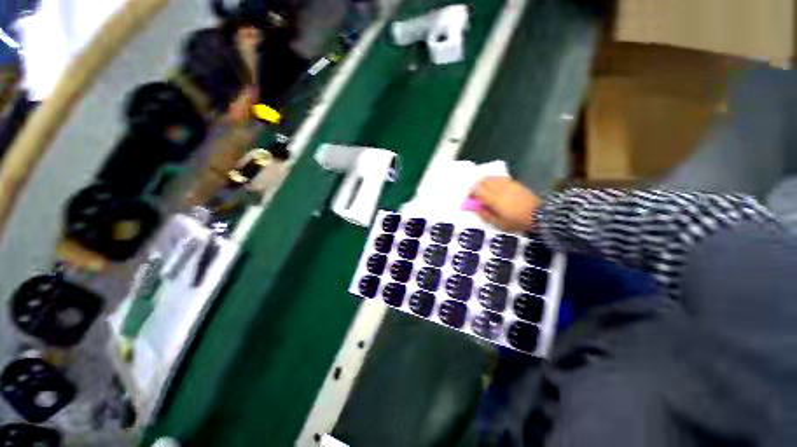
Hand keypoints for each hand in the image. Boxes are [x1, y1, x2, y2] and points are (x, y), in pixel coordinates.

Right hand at [471, 177, 541, 232]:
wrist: (539, 216)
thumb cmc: (517, 222)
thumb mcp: (499, 224)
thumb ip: (485, 215)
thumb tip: (475, 208)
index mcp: (494, 200)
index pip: (477, 190)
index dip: (470, 193)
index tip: (469, 199)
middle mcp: (499, 189)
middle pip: (482, 181)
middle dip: (476, 187)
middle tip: (475, 195)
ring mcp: (507, 184)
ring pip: (491, 177)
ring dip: (484, 182)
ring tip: (483, 190)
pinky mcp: (514, 183)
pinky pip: (500, 177)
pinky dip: (493, 180)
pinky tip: (494, 186)